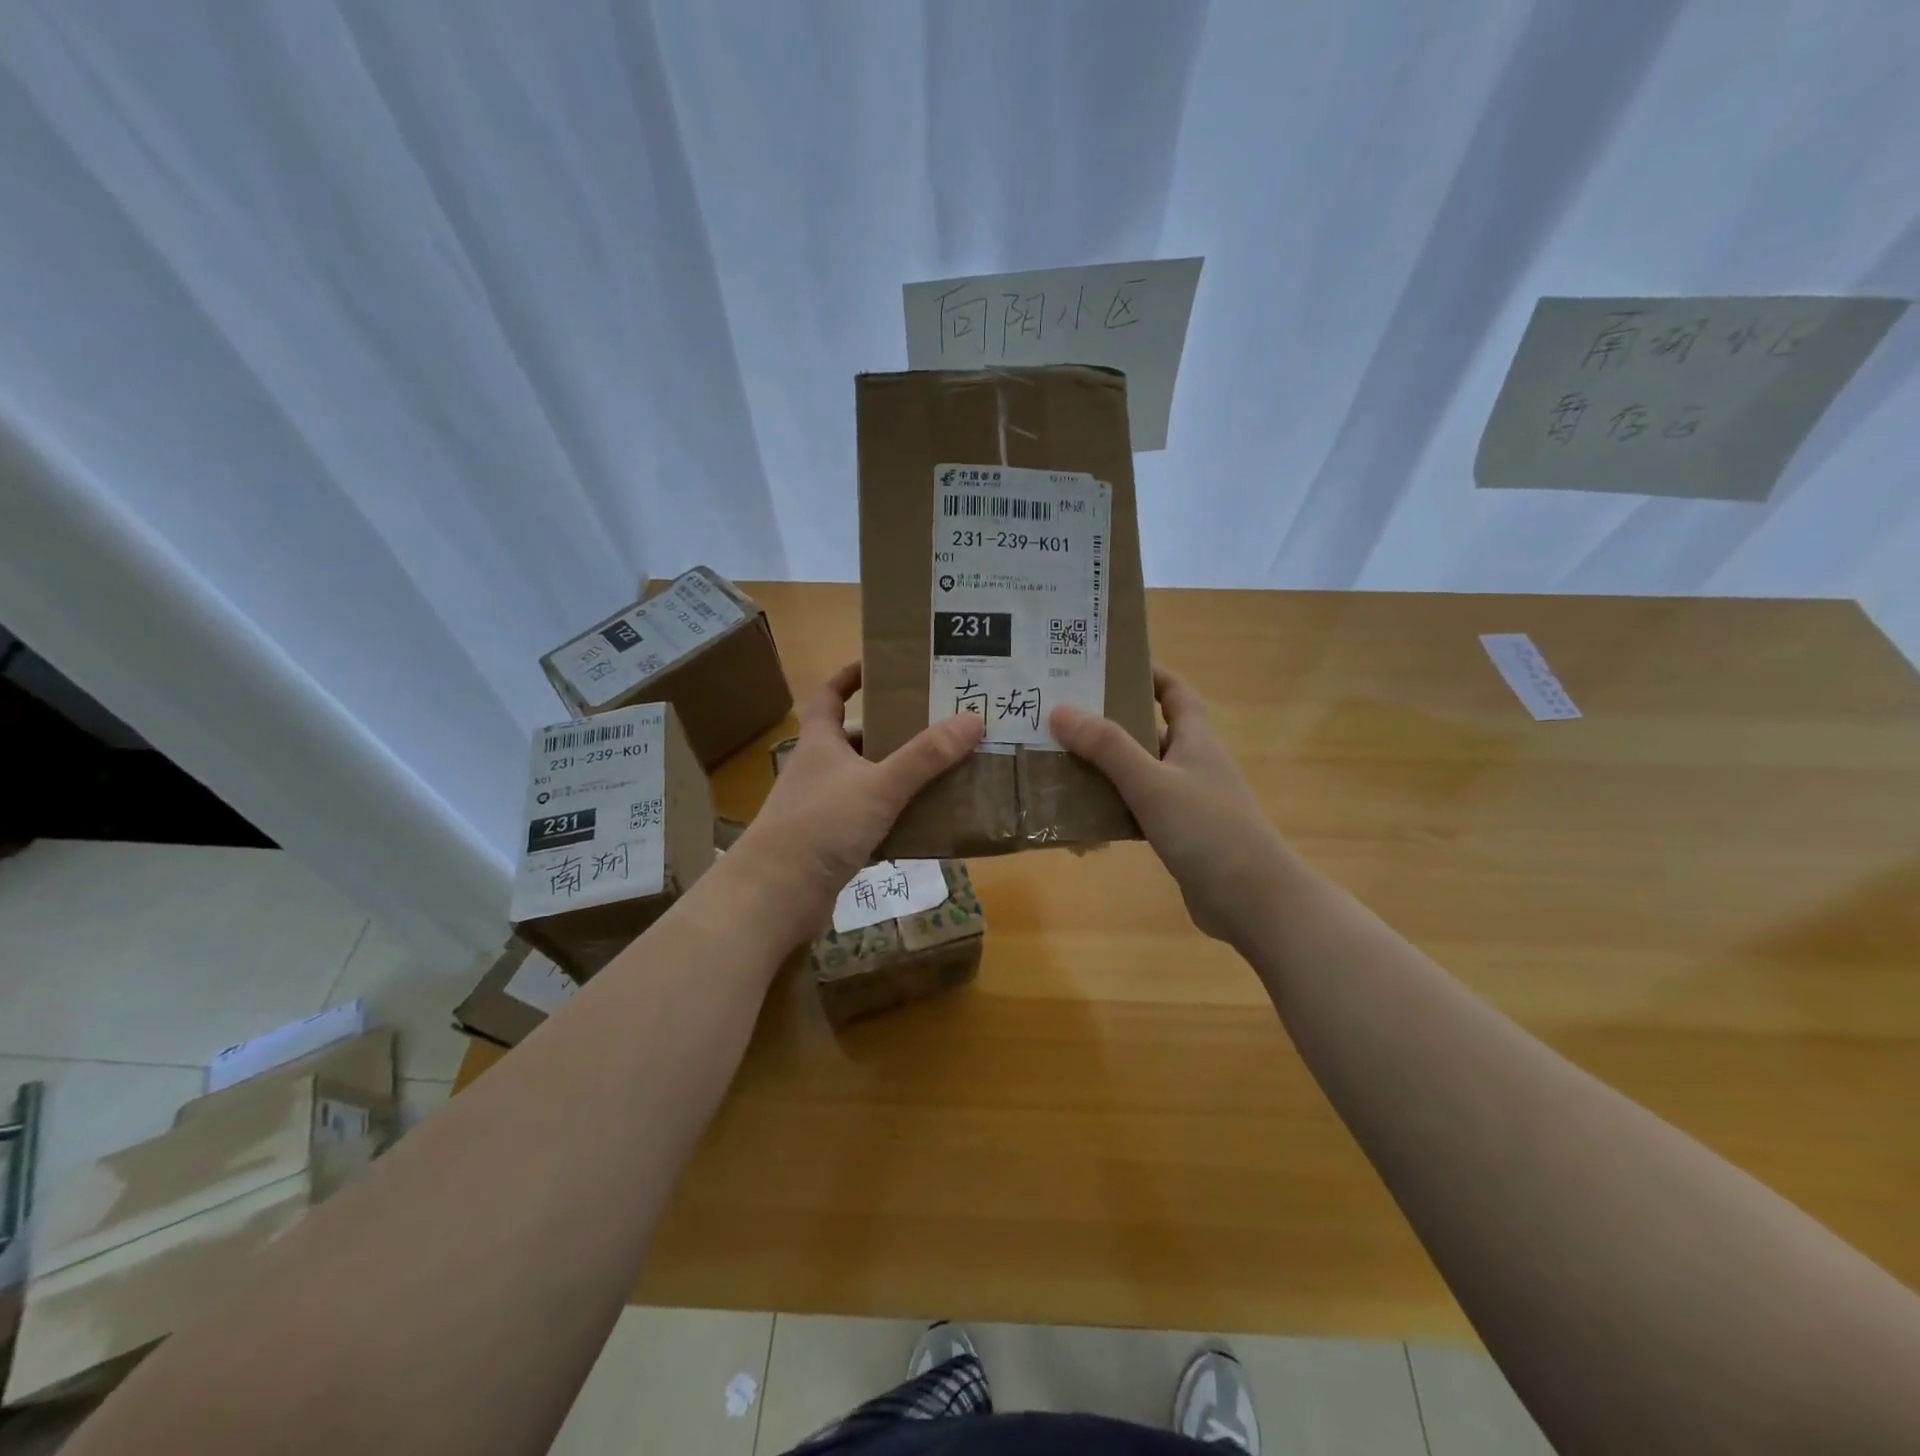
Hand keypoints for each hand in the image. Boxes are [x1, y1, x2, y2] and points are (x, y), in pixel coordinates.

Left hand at [734, 662, 982, 936]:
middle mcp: (817, 770)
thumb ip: (924, 756)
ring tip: (942, 771)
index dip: (849, 676)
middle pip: (855, 740)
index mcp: (819, 742)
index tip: (880, 665)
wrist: (776, 895)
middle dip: (891, 731)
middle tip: (935, 724)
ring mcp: (821, 808)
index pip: (829, 695)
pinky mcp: (829, 844)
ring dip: (897, 777)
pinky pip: (869, 821)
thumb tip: (972, 719)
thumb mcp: (879, 785)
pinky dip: (894, 819)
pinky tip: (926, 823)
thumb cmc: (821, 825)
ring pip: (865, 782)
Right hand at [1051, 668, 1289, 942]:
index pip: (1173, 691)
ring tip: (1056, 757)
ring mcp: (1186, 800)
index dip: (1146, 672)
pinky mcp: (1178, 834)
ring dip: (1104, 766)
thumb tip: (1060, 710)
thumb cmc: (1208, 829)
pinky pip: (1137, 808)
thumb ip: (1107, 747)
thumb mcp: (1152, 783)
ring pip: (1138, 771)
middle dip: (1108, 720)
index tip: (1103, 665)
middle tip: (1060, 713)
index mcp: (1195, 738)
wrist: (1253, 901)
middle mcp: (1191, 762)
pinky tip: (1078, 811)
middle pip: (1147, 729)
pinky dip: (1111, 805)